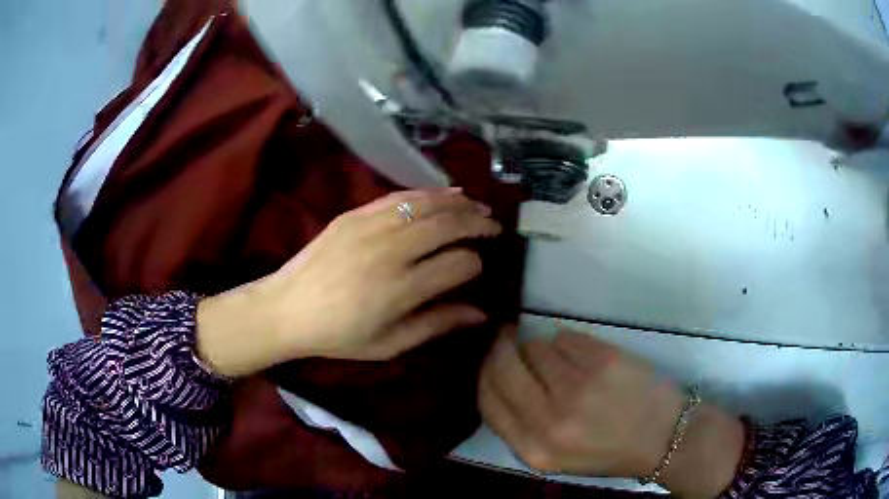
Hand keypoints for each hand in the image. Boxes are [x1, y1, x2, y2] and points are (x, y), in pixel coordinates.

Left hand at [197, 189, 501, 376]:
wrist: (286, 309)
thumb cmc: (338, 336)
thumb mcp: (389, 344)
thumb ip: (436, 325)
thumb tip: (480, 313)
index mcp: (400, 290)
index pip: (458, 265)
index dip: (476, 264)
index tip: (478, 268)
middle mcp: (390, 253)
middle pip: (448, 226)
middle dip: (477, 224)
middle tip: (494, 227)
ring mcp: (369, 227)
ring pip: (426, 205)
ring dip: (457, 203)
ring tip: (477, 206)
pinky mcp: (354, 215)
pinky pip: (398, 196)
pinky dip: (426, 193)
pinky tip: (443, 195)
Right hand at [479, 328, 744, 497]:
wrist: (663, 438)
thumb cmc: (607, 450)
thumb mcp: (553, 455)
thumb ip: (520, 424)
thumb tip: (498, 375)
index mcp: (533, 450)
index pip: (487, 400)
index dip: (484, 372)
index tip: (490, 358)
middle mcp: (549, 421)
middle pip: (503, 367)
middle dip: (501, 347)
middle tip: (507, 337)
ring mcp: (578, 389)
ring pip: (535, 347)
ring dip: (540, 346)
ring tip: (560, 359)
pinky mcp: (603, 362)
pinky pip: (565, 337)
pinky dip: (567, 342)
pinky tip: (583, 356)